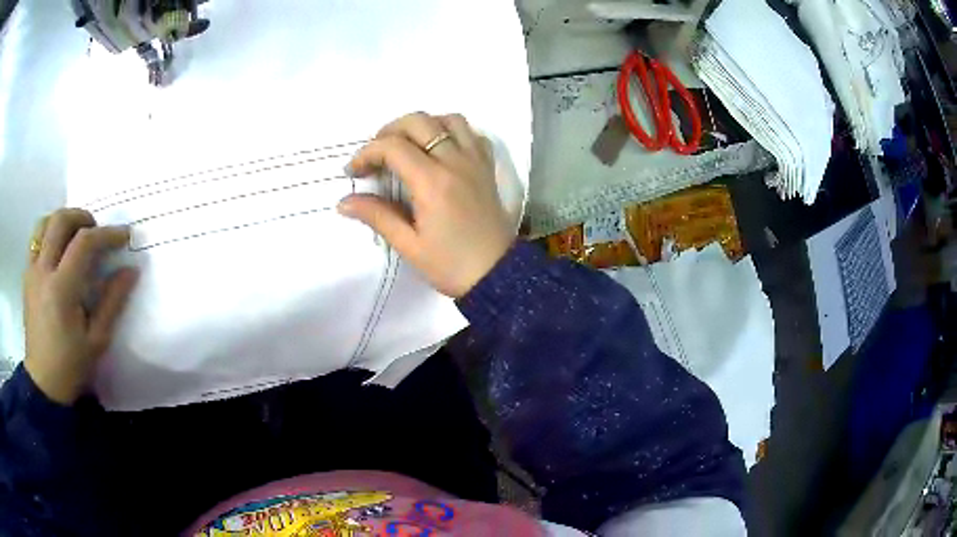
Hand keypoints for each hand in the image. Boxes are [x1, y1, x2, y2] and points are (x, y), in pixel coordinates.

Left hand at [23, 209, 137, 404]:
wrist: (44, 384)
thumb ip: (113, 302)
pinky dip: (49, 234)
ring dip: (62, 220)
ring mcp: (32, 272)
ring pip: (44, 223)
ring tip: (75, 235)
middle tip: (96, 230)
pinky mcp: (27, 276)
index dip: (107, 234)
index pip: (84, 243)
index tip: (124, 236)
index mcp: (61, 289)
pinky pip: (36, 239)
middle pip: (60, 220)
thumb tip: (131, 271)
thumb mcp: (97, 341)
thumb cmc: (71, 366)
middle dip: (82, 217)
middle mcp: (43, 271)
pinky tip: (58, 250)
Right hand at [339, 113, 513, 297]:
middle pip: (418, 121)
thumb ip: (377, 216)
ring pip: (449, 119)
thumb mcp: (408, 246)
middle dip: (389, 131)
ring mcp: (475, 161)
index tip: (354, 172)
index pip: (392, 146)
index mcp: (432, 182)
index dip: (366, 153)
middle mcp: (455, 161)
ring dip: (423, 125)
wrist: (497, 275)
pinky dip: (452, 131)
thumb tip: (344, 201)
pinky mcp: (487, 167)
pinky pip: (471, 133)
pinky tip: (440, 149)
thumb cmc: (450, 265)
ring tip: (407, 145)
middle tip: (376, 156)